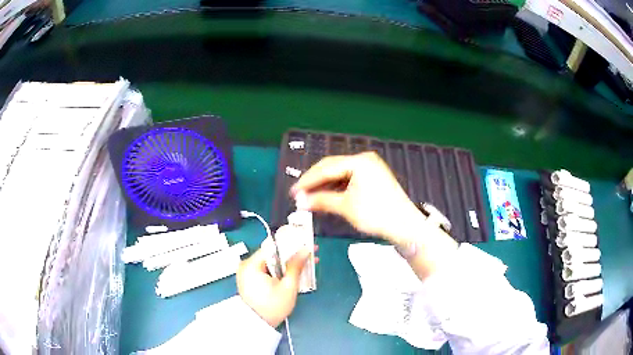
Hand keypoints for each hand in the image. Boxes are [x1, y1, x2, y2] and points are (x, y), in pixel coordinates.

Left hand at [236, 227, 317, 327]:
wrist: (257, 325)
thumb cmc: (272, 307)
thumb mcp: (288, 287)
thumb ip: (296, 266)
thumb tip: (305, 250)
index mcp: (252, 264)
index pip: (273, 246)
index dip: (291, 243)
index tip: (306, 243)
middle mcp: (247, 264)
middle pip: (272, 253)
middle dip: (292, 254)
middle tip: (310, 254)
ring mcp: (247, 272)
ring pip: (271, 261)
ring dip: (288, 263)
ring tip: (306, 263)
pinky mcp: (250, 279)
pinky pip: (267, 269)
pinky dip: (280, 270)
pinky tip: (294, 272)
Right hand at [291, 152, 421, 243]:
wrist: (404, 226)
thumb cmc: (375, 214)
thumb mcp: (345, 207)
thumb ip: (320, 200)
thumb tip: (299, 201)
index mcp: (359, 161)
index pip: (326, 168)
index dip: (307, 180)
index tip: (292, 192)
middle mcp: (364, 159)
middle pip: (332, 167)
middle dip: (315, 181)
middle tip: (299, 195)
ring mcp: (370, 167)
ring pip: (340, 173)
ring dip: (325, 185)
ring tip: (310, 197)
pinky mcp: (373, 177)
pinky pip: (349, 179)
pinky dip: (336, 187)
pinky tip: (326, 196)